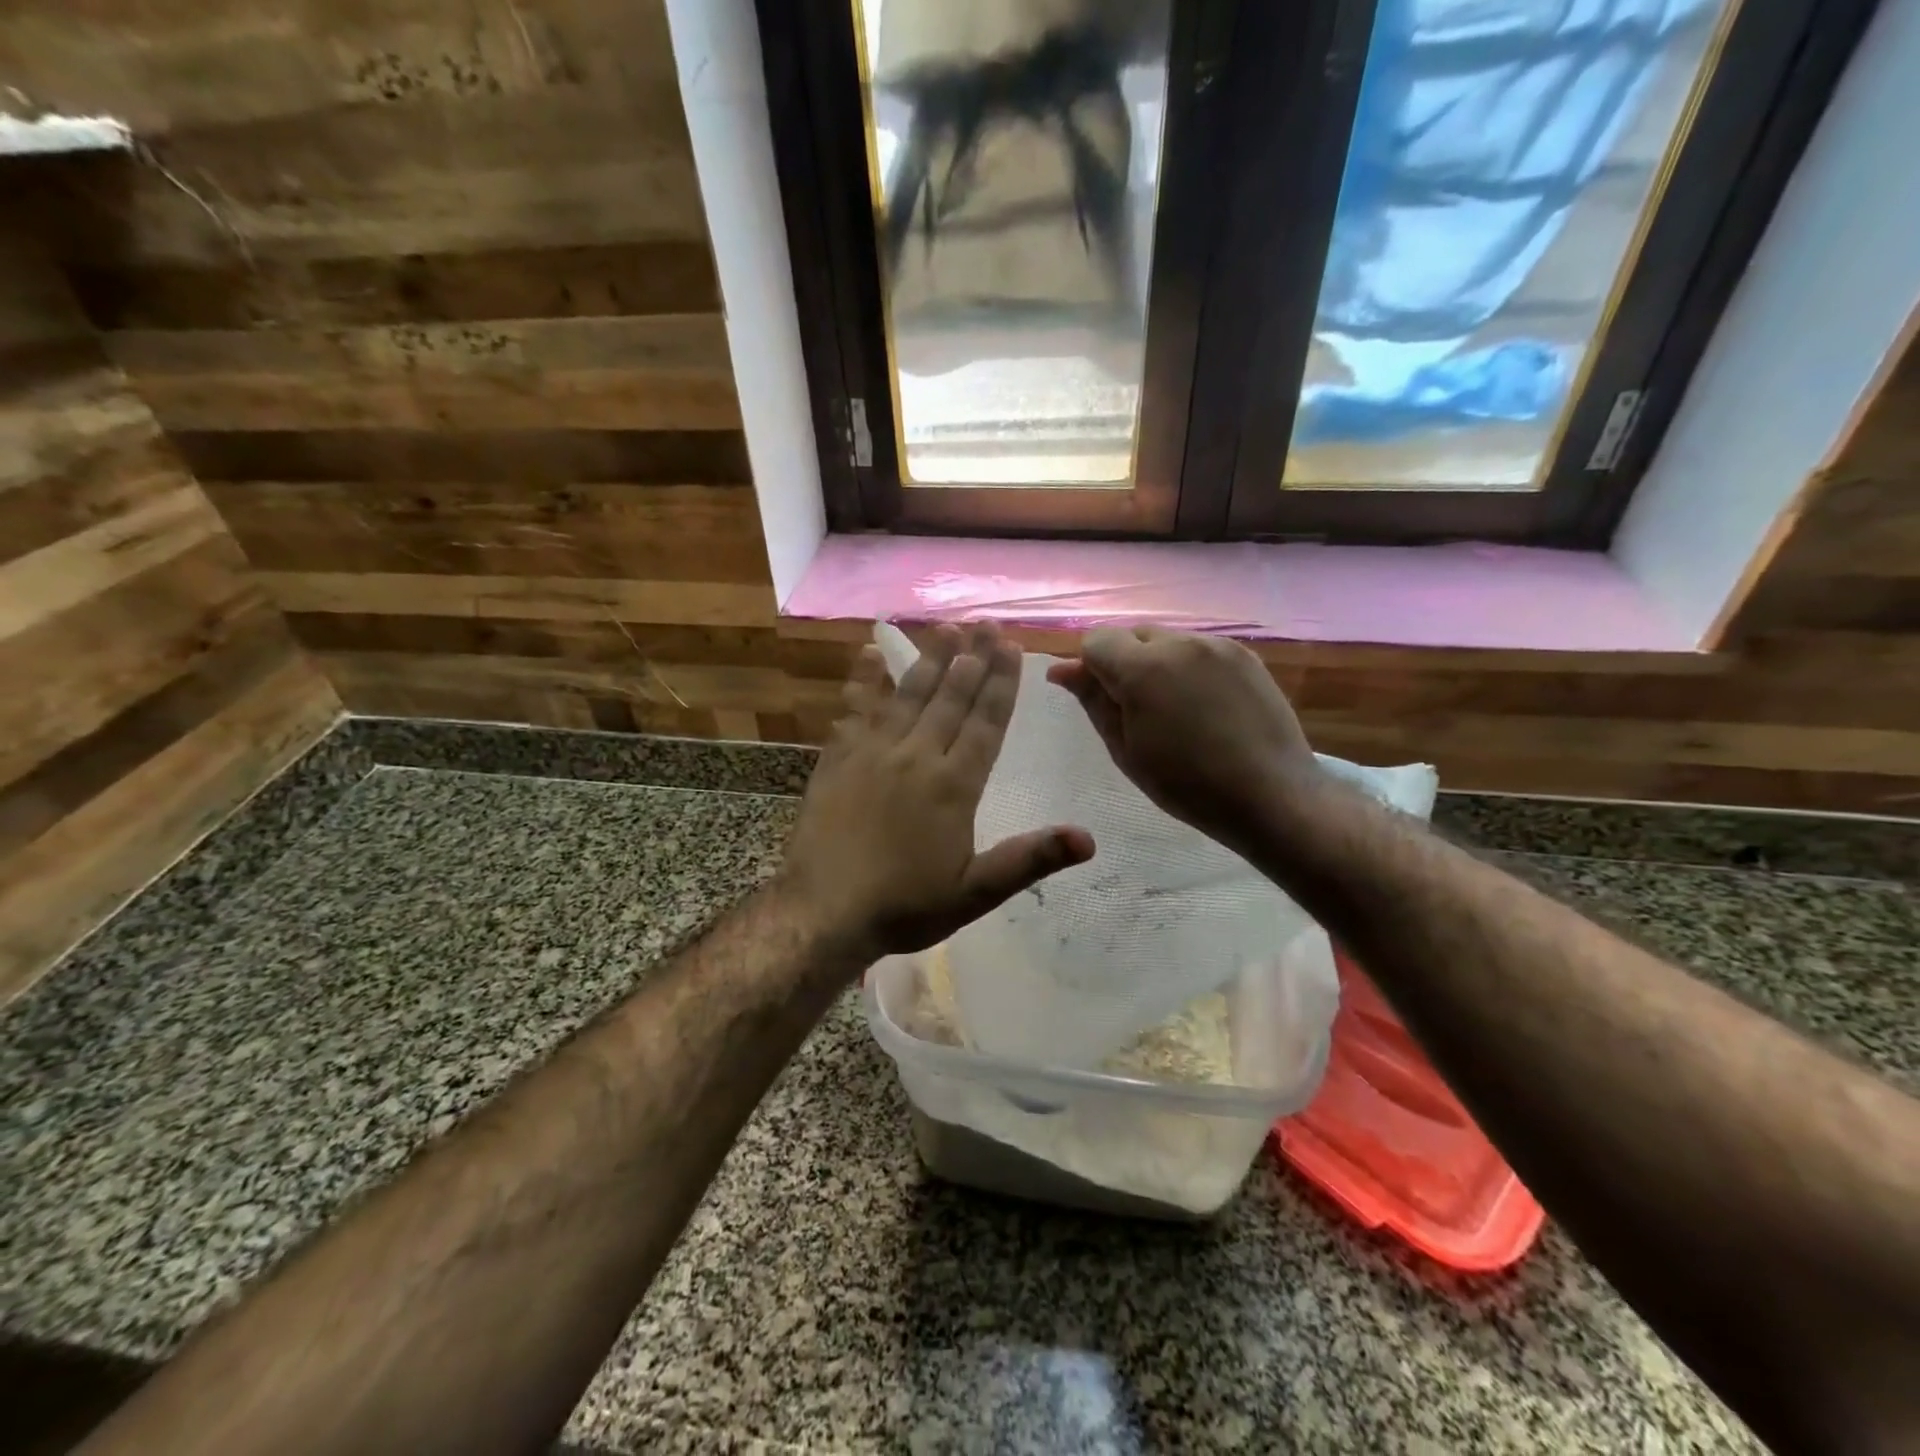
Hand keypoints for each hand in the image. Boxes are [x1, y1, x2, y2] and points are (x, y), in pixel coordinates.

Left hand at [780, 623, 1094, 965]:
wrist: (823, 911)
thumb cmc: (905, 905)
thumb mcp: (975, 892)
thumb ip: (1029, 860)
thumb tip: (1088, 838)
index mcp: (954, 785)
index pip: (986, 722)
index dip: (1001, 682)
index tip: (1011, 646)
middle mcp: (917, 756)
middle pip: (951, 697)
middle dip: (972, 658)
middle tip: (984, 623)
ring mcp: (873, 752)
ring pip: (909, 694)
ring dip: (930, 659)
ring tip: (946, 628)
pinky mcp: (838, 758)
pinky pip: (856, 708)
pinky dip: (864, 679)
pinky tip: (869, 653)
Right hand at [1046, 627, 1320, 855]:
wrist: (1270, 795)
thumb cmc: (1186, 785)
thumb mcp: (1125, 749)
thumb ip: (1093, 701)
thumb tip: (1061, 669)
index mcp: (1142, 669)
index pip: (1095, 641)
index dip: (1090, 668)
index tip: (1102, 702)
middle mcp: (1179, 643)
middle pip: (1131, 635)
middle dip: (1124, 662)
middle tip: (1136, 710)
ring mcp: (1216, 645)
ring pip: (1166, 640)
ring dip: (1157, 663)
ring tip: (1174, 709)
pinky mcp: (1244, 654)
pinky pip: (1199, 649)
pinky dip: (1188, 668)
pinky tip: (1204, 705)